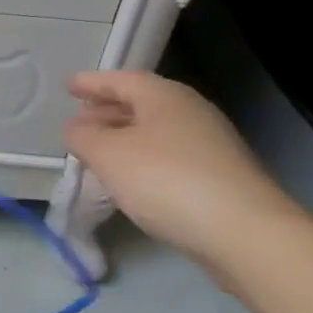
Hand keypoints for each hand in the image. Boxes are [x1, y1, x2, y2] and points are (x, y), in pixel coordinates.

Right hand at [63, 71, 306, 268]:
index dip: (92, 83)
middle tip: (79, 119)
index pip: (121, 80)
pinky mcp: (218, 176)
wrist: (243, 232)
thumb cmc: (167, 180)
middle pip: (141, 104)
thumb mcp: (109, 155)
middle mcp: (190, 112)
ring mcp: (209, 145)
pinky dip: (142, 159)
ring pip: (155, 131)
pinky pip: (168, 156)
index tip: (68, 86)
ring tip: (97, 150)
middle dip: (107, 110)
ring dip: (123, 137)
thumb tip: (75, 127)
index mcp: (165, 97)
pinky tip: (129, 179)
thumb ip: (83, 137)